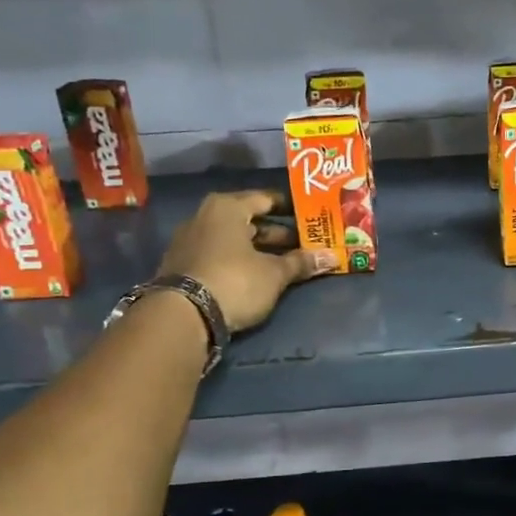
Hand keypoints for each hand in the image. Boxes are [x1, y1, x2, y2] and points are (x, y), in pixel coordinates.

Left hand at [157, 190, 335, 332]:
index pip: (266, 199)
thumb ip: (301, 263)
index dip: (291, 208)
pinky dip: (240, 261)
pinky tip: (258, 276)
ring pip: (234, 240)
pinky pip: (220, 255)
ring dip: (259, 250)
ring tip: (287, 263)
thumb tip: (332, 257)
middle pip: (249, 220)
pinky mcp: (183, 266)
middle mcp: (205, 216)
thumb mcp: (274, 274)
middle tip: (305, 244)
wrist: (183, 316)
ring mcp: (190, 241)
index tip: (311, 217)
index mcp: (227, 207)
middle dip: (278, 233)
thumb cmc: (235, 281)